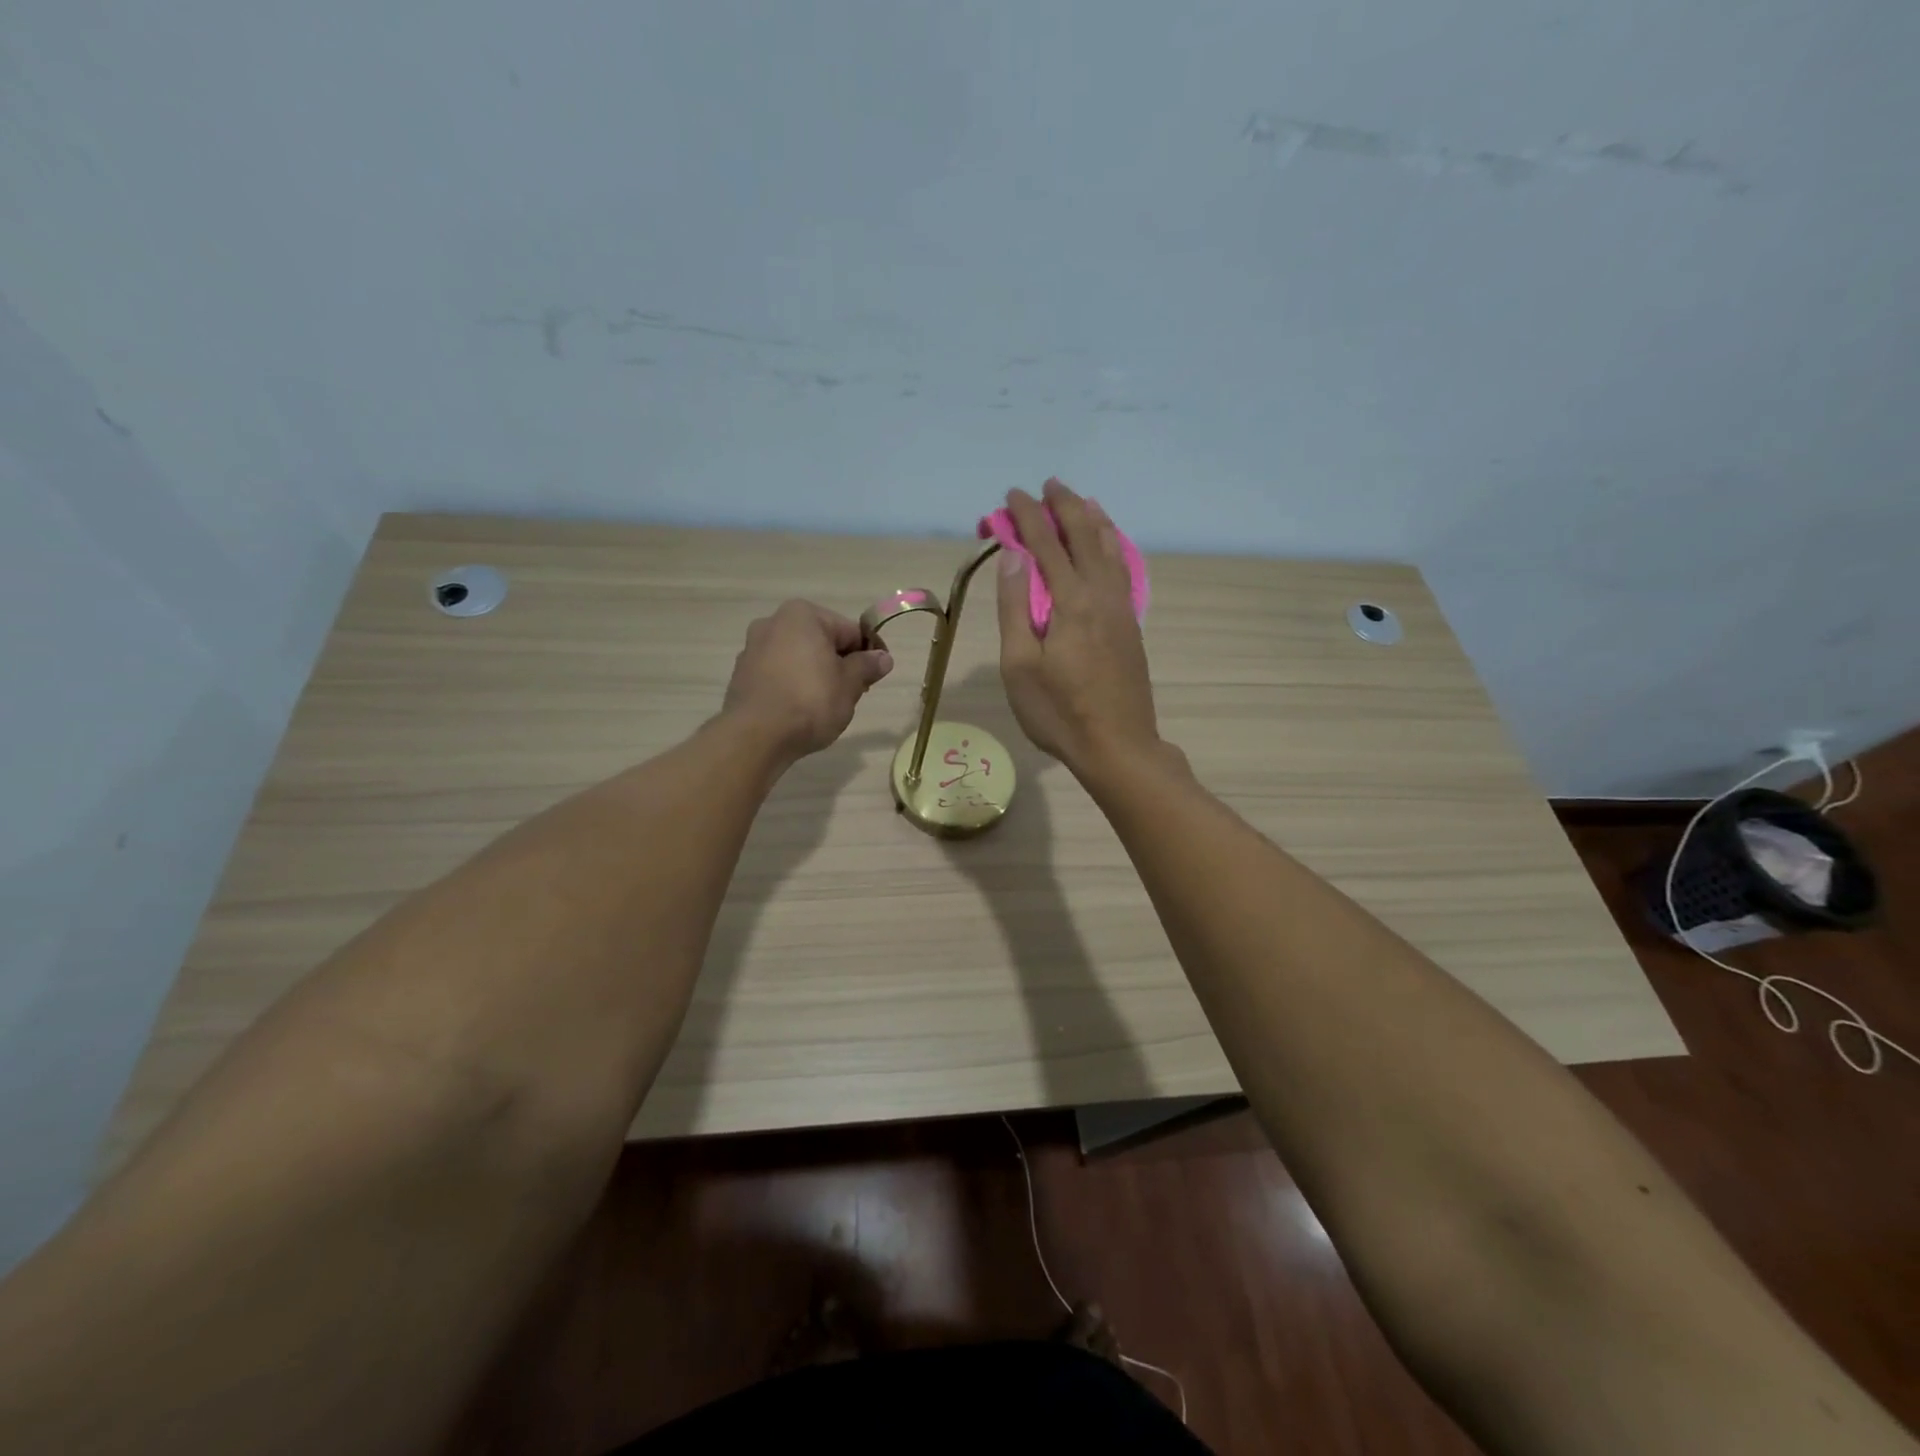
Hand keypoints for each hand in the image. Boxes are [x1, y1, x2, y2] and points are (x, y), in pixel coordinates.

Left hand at [722, 600, 892, 759]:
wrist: (757, 736)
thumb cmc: (810, 701)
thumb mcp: (850, 684)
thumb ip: (867, 666)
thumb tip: (883, 657)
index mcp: (802, 615)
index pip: (849, 631)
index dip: (868, 654)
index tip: (876, 677)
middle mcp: (772, 622)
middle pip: (821, 642)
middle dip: (839, 665)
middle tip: (853, 694)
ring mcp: (752, 649)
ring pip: (798, 659)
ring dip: (815, 675)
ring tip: (826, 706)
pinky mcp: (741, 675)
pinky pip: (778, 675)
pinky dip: (792, 687)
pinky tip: (800, 711)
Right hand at [996, 479, 1160, 776]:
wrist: (1118, 746)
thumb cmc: (1059, 712)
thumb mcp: (1020, 665)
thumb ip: (1016, 607)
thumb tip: (1013, 556)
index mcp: (1070, 602)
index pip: (1045, 545)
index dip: (1027, 517)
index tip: (1011, 495)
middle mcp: (1101, 595)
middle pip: (1084, 537)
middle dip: (1064, 507)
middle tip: (1048, 484)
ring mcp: (1121, 609)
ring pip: (1110, 550)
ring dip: (1093, 521)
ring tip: (1083, 500)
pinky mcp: (1130, 626)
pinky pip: (1122, 570)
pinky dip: (1113, 546)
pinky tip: (1110, 546)